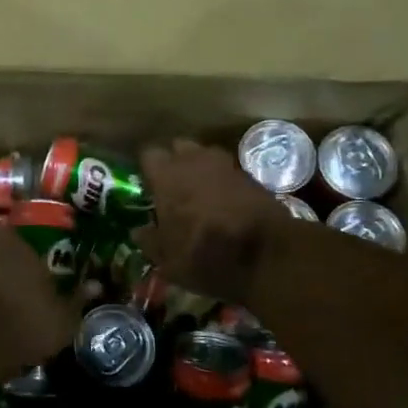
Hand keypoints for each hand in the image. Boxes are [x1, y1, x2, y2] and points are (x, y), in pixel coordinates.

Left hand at [0, 225, 92, 371]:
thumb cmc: (29, 319)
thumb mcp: (64, 315)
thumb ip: (78, 297)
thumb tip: (97, 285)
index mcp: (14, 242)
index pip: (17, 233)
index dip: (25, 248)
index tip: (36, 262)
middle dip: (8, 264)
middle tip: (24, 283)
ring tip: (8, 303)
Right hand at [136, 139, 293, 303]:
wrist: (268, 257)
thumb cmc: (206, 255)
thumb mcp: (168, 260)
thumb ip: (149, 241)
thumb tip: (138, 231)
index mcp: (167, 175)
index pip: (149, 154)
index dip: (148, 168)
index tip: (148, 185)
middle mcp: (195, 161)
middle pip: (179, 147)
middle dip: (176, 162)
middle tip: (174, 187)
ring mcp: (227, 166)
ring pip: (207, 156)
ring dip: (201, 169)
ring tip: (201, 193)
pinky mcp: (252, 178)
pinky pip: (229, 172)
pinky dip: (224, 183)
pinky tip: (225, 204)